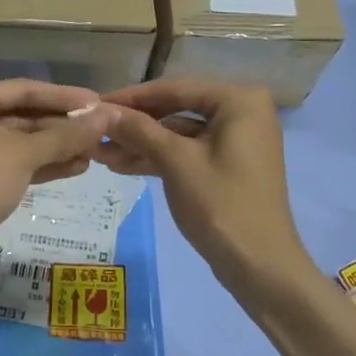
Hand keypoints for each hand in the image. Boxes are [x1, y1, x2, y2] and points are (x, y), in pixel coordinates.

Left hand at [0, 79, 116, 276]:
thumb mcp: (24, 154)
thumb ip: (66, 135)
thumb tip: (105, 117)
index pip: (25, 89)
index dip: (64, 95)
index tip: (98, 102)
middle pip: (25, 115)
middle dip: (63, 124)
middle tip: (102, 129)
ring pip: (25, 141)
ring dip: (59, 146)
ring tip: (96, 150)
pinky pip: (20, 162)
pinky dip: (46, 164)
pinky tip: (78, 167)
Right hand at [96, 79, 310, 295]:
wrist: (260, 267)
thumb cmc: (222, 205)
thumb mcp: (176, 162)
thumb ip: (139, 130)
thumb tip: (101, 111)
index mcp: (238, 100)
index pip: (175, 88)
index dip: (131, 98)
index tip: (95, 105)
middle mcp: (241, 112)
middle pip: (176, 109)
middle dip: (134, 125)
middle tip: (94, 132)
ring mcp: (236, 140)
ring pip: (178, 133)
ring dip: (141, 144)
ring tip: (99, 154)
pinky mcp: (227, 165)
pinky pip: (187, 151)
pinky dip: (158, 158)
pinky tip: (121, 165)